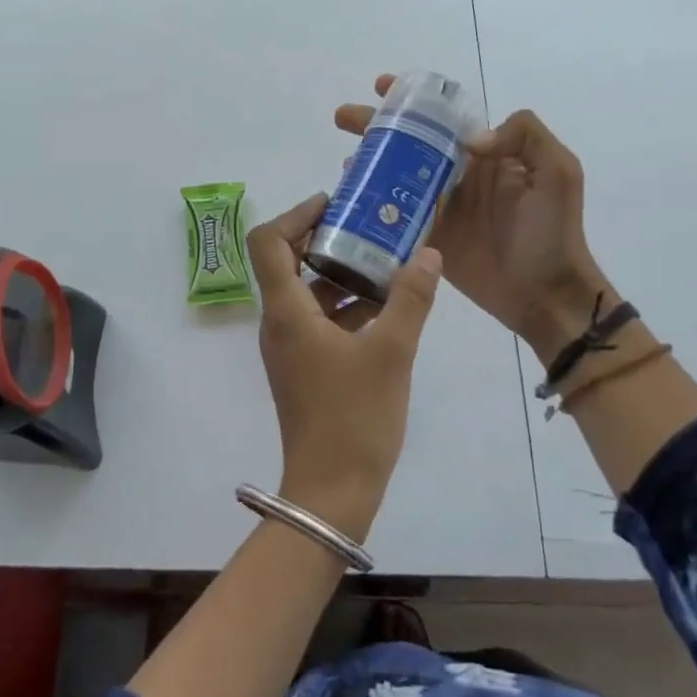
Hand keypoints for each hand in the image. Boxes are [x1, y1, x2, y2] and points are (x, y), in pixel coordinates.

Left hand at [246, 191, 443, 541]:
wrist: (332, 491)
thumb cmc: (355, 417)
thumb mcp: (392, 352)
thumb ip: (411, 298)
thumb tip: (427, 253)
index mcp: (286, 312)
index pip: (268, 242)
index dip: (296, 214)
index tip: (335, 204)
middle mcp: (278, 324)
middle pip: (287, 262)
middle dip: (326, 239)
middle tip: (369, 225)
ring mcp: (289, 348)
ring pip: (307, 294)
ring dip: (340, 273)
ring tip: (386, 261)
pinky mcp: (304, 368)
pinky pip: (319, 321)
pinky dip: (345, 306)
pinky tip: (387, 308)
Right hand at [335, 75, 604, 363]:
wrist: (546, 293)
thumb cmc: (553, 231)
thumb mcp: (559, 172)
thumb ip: (525, 137)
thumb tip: (470, 141)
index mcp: (485, 154)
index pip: (443, 118)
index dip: (412, 100)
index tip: (384, 87)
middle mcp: (457, 175)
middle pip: (409, 143)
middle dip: (376, 126)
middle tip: (344, 118)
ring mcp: (439, 208)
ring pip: (395, 176)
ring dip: (368, 163)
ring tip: (345, 159)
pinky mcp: (427, 238)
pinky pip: (394, 216)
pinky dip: (370, 203)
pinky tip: (349, 195)